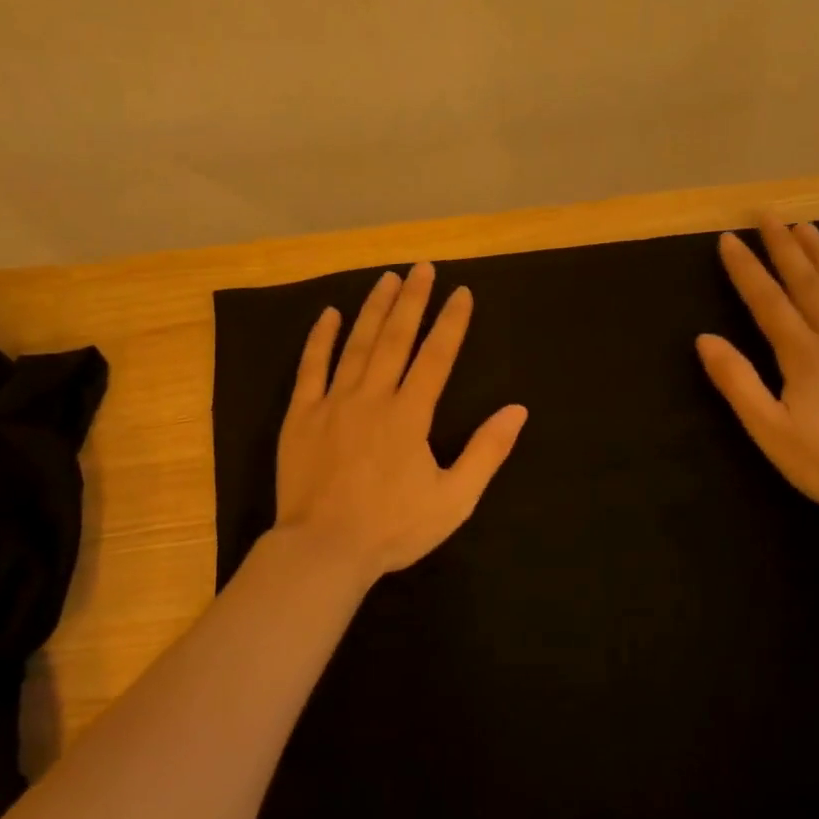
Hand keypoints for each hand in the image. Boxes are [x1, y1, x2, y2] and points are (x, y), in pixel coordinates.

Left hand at [273, 263, 527, 585]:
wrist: (322, 550)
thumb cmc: (393, 528)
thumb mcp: (454, 499)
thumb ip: (486, 452)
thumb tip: (517, 410)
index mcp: (410, 415)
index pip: (436, 357)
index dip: (451, 323)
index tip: (461, 292)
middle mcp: (373, 397)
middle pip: (396, 338)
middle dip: (412, 301)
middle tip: (422, 268)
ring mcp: (333, 403)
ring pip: (357, 344)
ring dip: (374, 309)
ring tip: (387, 278)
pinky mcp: (301, 416)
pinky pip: (310, 368)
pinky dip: (320, 339)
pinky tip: (329, 314)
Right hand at [696, 215, 818, 515]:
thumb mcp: (769, 429)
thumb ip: (737, 381)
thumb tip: (705, 338)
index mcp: (802, 354)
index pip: (767, 301)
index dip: (746, 269)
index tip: (728, 239)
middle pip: (806, 283)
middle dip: (783, 247)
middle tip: (767, 215)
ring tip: (806, 226)